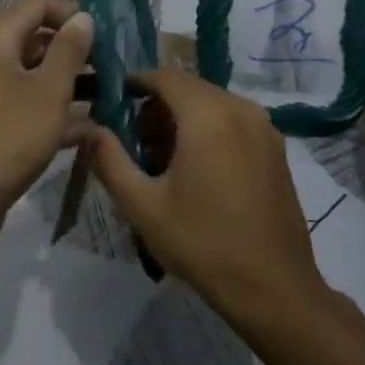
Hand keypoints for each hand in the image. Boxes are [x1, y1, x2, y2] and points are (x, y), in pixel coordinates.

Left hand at [0, 0, 94, 256]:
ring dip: (66, 82)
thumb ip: (69, 50)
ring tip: (105, 98)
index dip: (73, 13)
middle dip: (73, 50)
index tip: (103, 38)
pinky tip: (85, 131)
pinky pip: (20, 102)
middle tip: (109, 70)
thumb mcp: (49, 92)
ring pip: (29, 73)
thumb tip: (82, 17)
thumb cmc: (8, 139)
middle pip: (33, 37)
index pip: (37, 3)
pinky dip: (48, 109)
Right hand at [85, 67, 328, 323]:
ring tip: (164, 161)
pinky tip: (199, 170)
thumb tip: (87, 129)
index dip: (136, 83)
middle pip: (189, 87)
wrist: (274, 288)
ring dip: (184, 118)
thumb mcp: (143, 207)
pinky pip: (234, 120)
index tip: (113, 103)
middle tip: (135, 142)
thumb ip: (109, 161)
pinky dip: (210, 128)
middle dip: (157, 106)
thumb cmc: (203, 244)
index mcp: (208, 117)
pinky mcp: (276, 147)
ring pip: (213, 103)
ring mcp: (264, 127)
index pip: (165, 76)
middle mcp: (240, 109)